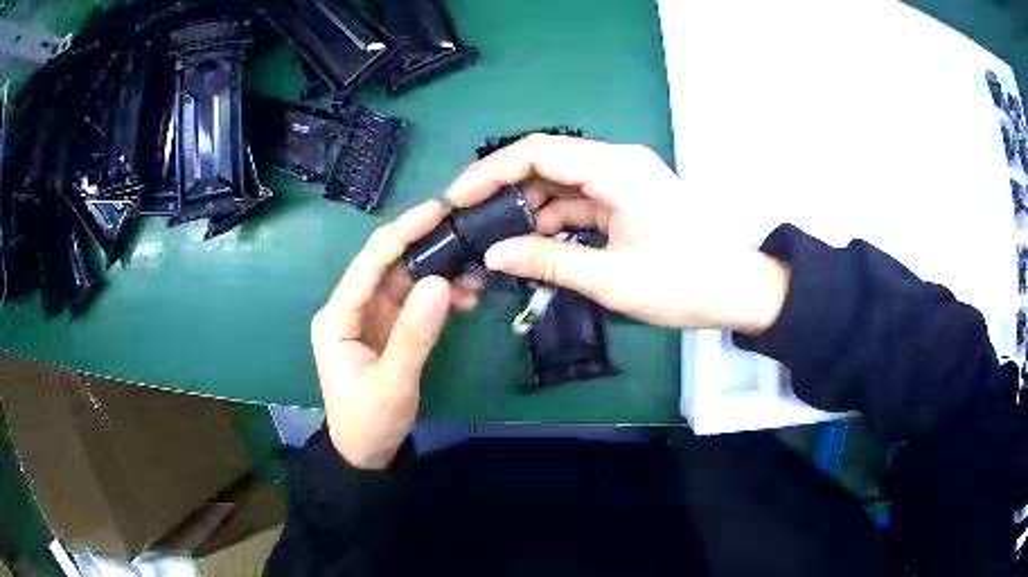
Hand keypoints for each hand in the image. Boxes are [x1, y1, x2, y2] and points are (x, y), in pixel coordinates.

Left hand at [311, 200, 482, 469]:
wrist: (366, 453)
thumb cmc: (369, 421)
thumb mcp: (393, 382)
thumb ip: (414, 334)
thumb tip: (440, 281)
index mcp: (337, 317)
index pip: (368, 265)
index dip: (400, 234)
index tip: (435, 210)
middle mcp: (350, 308)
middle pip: (385, 264)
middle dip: (422, 244)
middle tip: (461, 226)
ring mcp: (369, 317)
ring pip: (403, 279)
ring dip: (437, 272)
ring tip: (473, 275)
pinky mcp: (387, 327)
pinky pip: (413, 300)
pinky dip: (438, 296)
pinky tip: (464, 296)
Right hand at [444, 134, 789, 333]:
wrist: (738, 291)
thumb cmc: (683, 283)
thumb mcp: (611, 278)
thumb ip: (548, 261)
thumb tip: (493, 254)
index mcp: (615, 168)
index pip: (538, 152)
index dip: (490, 171)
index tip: (457, 198)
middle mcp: (617, 163)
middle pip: (546, 163)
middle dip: (504, 190)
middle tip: (468, 220)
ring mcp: (623, 181)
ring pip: (561, 184)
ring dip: (528, 209)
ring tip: (493, 238)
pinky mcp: (628, 200)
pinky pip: (580, 202)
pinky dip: (554, 221)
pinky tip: (531, 243)